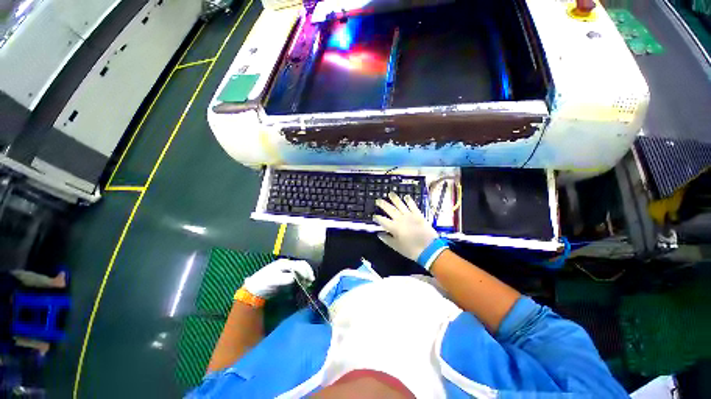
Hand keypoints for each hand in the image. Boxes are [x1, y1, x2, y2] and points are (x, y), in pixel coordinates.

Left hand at [243, 259, 313, 298]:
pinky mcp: (286, 274)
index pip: (299, 265)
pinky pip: (298, 273)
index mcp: (285, 263)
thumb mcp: (273, 280)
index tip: (309, 280)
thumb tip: (295, 278)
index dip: (306, 272)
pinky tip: (303, 283)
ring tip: (308, 283)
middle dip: (308, 272)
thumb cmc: (263, 283)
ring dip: (306, 275)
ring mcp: (287, 268)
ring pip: (301, 268)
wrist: (254, 288)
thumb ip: (285, 278)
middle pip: (302, 265)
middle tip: (311, 281)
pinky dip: (302, 277)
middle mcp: (287, 264)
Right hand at [373, 193, 445, 268]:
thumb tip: (379, 234)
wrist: (429, 249)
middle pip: (389, 209)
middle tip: (378, 200)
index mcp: (394, 227)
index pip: (382, 220)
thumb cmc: (411, 250)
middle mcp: (400, 219)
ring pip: (400, 204)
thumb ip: (387, 240)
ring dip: (394, 198)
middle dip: (383, 204)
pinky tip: (406, 196)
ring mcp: (409, 215)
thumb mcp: (397, 247)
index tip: (374, 216)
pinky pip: (412, 206)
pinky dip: (409, 200)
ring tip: (390, 193)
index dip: (377, 218)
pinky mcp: (418, 214)